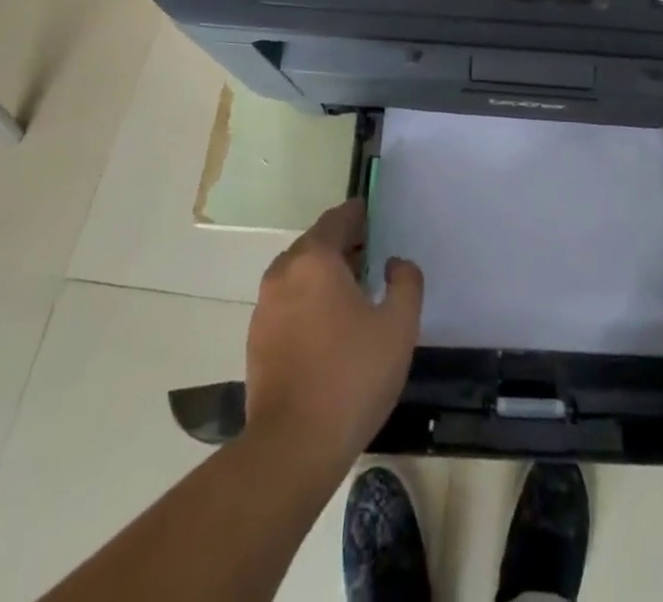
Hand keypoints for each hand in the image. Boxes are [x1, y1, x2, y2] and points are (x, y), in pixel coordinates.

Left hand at [245, 200, 422, 467]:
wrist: (293, 447)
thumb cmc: (352, 376)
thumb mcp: (399, 325)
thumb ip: (406, 282)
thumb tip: (394, 264)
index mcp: (315, 259)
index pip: (337, 219)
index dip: (357, 214)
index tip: (373, 214)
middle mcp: (283, 273)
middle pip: (315, 244)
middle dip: (342, 244)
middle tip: (370, 253)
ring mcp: (264, 308)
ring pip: (298, 274)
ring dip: (323, 273)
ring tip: (353, 290)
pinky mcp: (257, 341)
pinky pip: (287, 302)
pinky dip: (308, 299)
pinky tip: (329, 325)